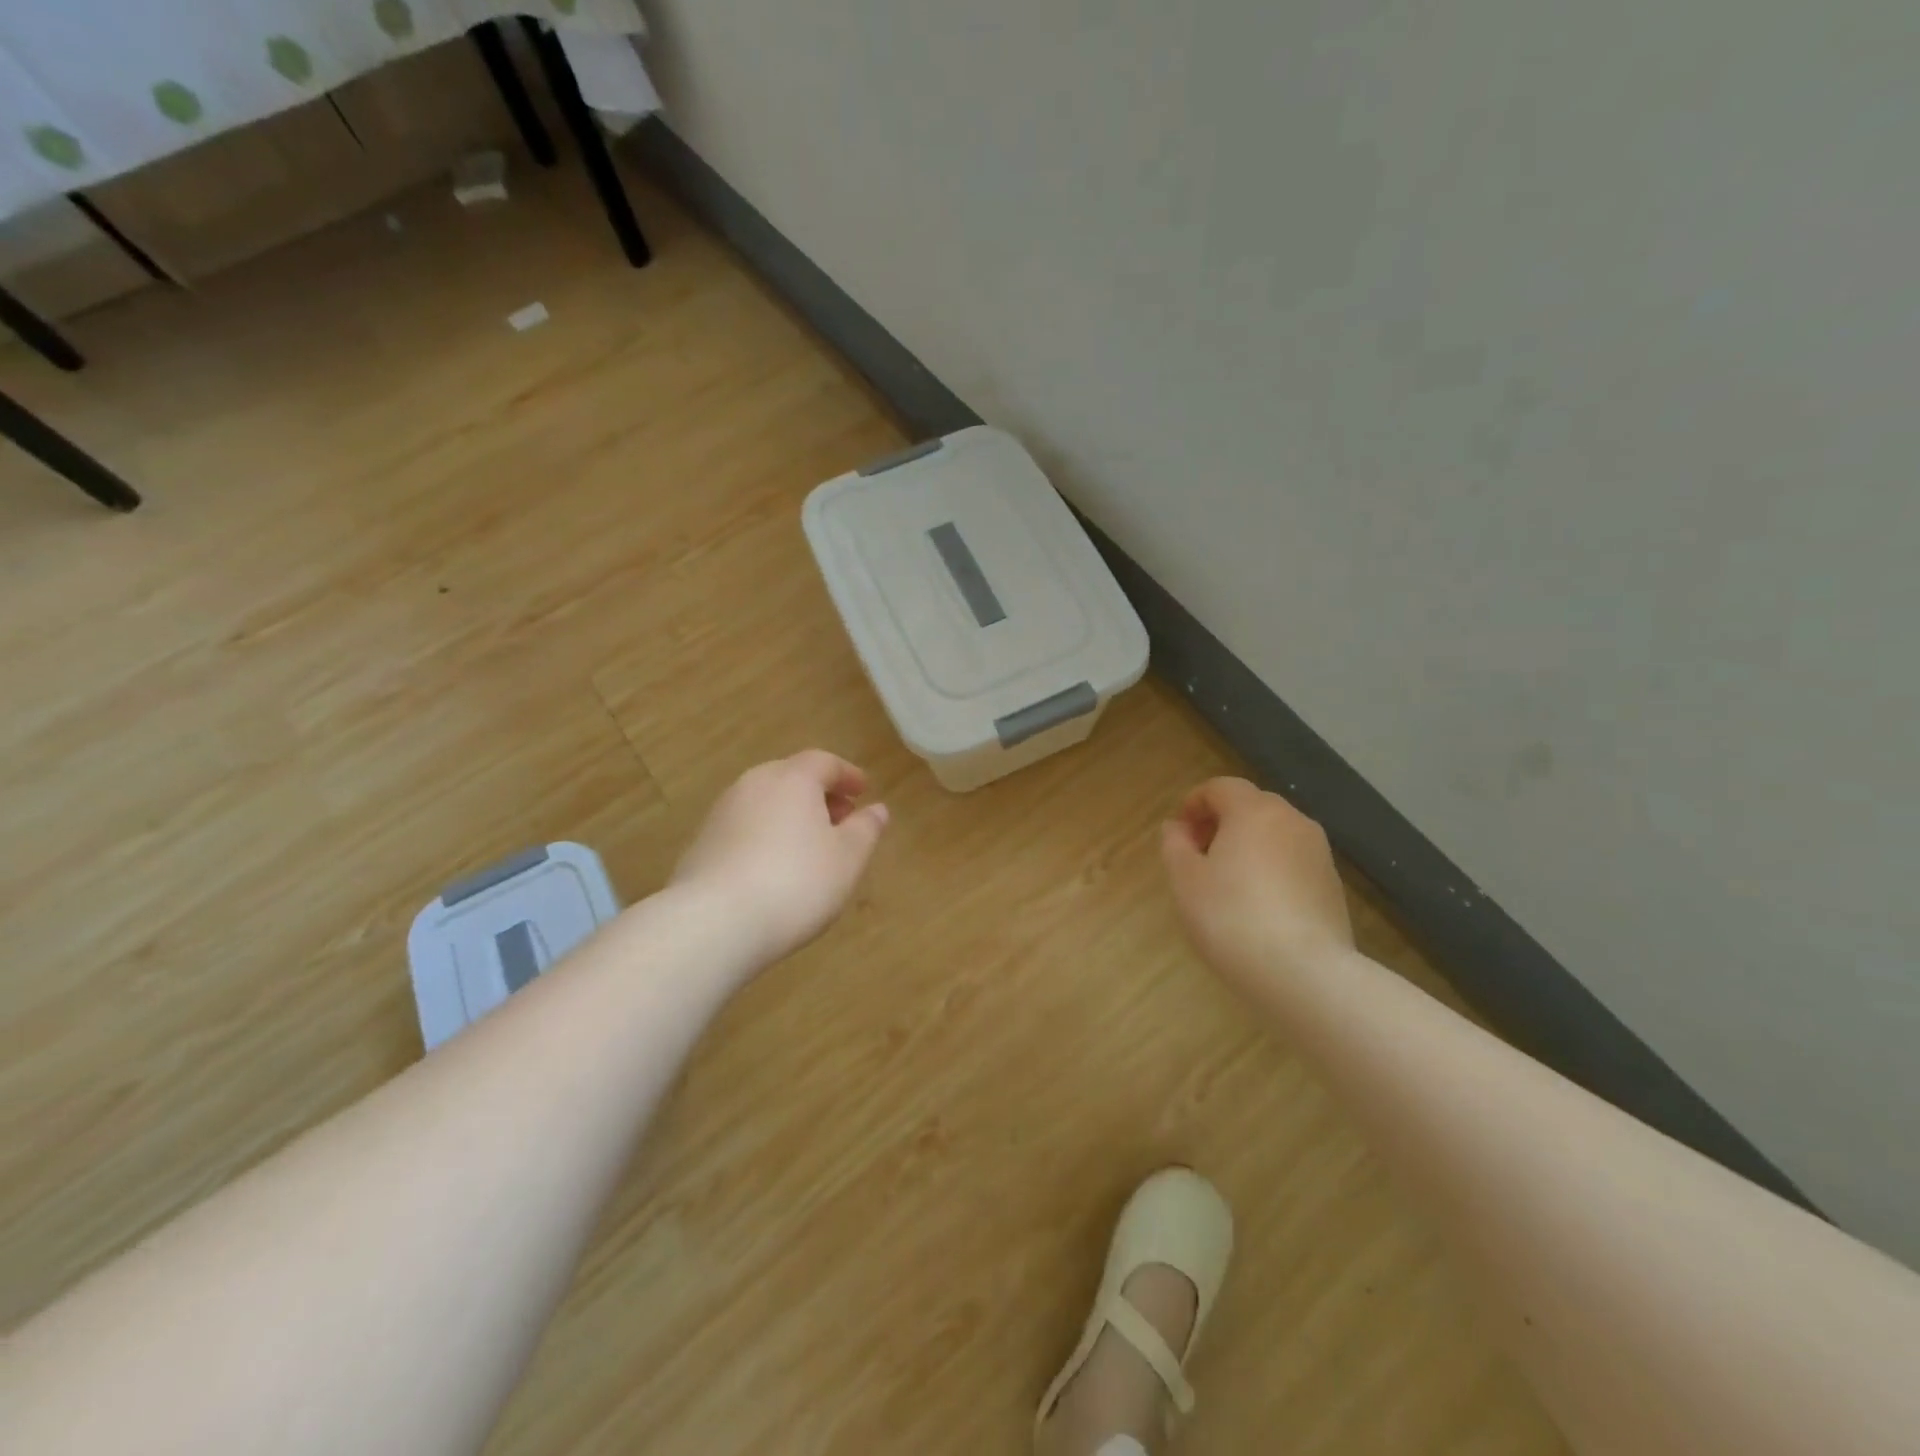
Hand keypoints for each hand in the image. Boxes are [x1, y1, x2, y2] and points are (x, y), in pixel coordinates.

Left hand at [671, 751, 890, 966]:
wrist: (713, 923)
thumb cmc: (796, 882)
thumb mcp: (847, 858)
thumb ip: (866, 829)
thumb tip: (877, 809)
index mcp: (792, 779)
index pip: (824, 762)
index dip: (847, 775)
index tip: (863, 791)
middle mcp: (753, 785)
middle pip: (790, 778)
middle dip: (819, 795)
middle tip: (841, 818)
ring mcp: (721, 814)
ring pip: (765, 803)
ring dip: (790, 816)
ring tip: (810, 847)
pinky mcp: (701, 845)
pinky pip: (744, 829)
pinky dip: (765, 837)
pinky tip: (774, 869)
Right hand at [1160, 777, 1353, 987]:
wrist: (1304, 974)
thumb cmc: (1231, 917)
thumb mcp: (1185, 880)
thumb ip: (1175, 845)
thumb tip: (1177, 828)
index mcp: (1254, 811)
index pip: (1221, 787)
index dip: (1194, 802)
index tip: (1178, 832)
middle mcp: (1292, 821)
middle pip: (1251, 806)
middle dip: (1221, 823)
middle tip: (1198, 856)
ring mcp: (1319, 854)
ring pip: (1275, 835)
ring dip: (1248, 846)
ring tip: (1227, 883)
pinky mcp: (1333, 886)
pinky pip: (1293, 862)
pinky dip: (1271, 870)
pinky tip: (1258, 906)